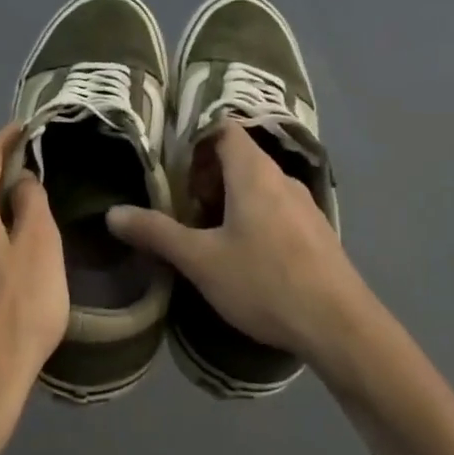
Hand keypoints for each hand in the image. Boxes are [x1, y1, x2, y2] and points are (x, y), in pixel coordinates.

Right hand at [106, 120, 367, 362]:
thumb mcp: (201, 260)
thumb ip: (156, 233)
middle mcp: (281, 177)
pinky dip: (252, 217)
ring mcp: (304, 204)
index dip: (193, 139)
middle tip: (180, 207)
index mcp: (253, 171)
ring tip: (205, 235)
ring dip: (228, 200)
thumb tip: (113, 213)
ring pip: (257, 185)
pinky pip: (275, 208)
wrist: (340, 327)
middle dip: (204, 176)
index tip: (170, 167)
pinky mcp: (315, 231)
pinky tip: (243, 257)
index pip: (222, 127)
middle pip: (237, 156)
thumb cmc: (265, 282)